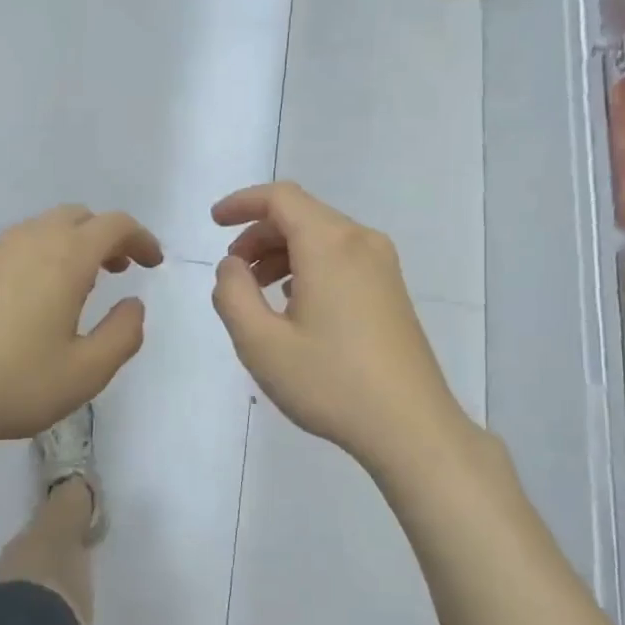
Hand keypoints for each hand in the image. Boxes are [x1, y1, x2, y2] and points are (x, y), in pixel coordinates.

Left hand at [0, 205, 163, 455]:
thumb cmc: (15, 383)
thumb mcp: (87, 372)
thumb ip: (123, 334)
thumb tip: (134, 305)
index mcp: (65, 258)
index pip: (114, 225)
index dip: (141, 238)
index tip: (153, 263)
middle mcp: (29, 242)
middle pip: (77, 216)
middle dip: (106, 236)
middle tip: (119, 271)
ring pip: (43, 228)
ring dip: (72, 244)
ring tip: (81, 287)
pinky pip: (17, 246)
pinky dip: (41, 256)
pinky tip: (35, 299)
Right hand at [211, 183, 473, 474]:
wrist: (410, 427)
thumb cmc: (330, 382)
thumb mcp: (260, 343)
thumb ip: (232, 294)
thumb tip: (232, 266)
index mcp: (330, 245)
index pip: (281, 197)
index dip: (242, 203)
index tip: (214, 223)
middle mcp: (361, 242)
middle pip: (301, 215)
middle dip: (259, 234)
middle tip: (233, 272)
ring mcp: (383, 266)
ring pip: (322, 237)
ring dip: (282, 253)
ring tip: (257, 293)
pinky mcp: (391, 290)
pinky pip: (341, 258)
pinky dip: (308, 266)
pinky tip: (294, 305)